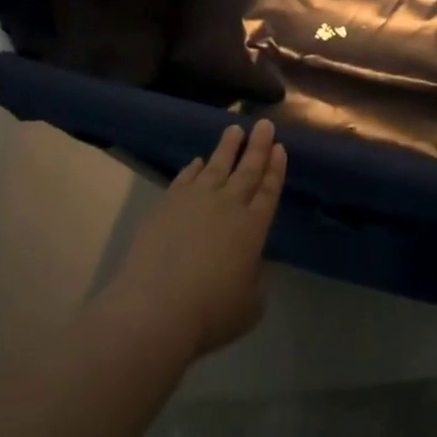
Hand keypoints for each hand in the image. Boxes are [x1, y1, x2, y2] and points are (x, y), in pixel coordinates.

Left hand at [101, 120, 286, 362]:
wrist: (156, 308)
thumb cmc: (211, 313)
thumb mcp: (250, 304)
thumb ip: (254, 278)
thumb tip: (248, 263)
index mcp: (253, 227)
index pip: (269, 190)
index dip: (275, 169)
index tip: (279, 147)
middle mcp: (227, 206)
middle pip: (246, 170)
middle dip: (257, 146)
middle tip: (264, 124)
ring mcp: (194, 201)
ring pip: (215, 166)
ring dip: (226, 147)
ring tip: (234, 129)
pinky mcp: (166, 205)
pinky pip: (185, 179)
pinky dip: (193, 168)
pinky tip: (197, 161)